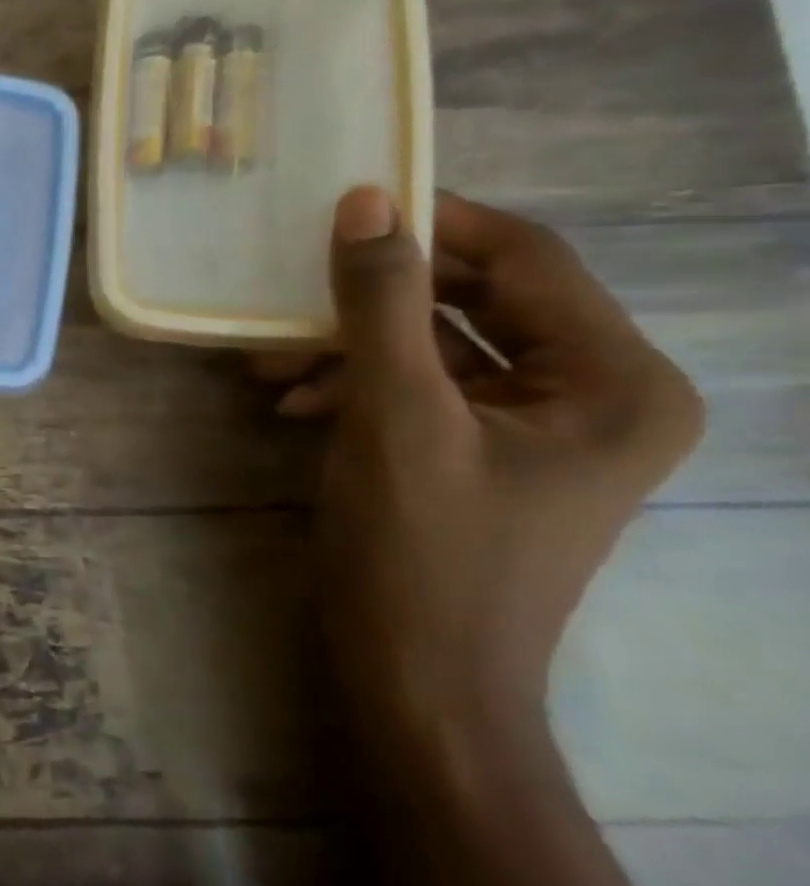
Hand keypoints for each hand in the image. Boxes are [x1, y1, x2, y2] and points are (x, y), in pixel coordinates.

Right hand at [256, 188, 702, 748]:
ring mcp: (535, 427)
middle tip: (291, 286)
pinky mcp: (482, 452)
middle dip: (375, 296)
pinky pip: (420, 388)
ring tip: (271, 358)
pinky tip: (293, 398)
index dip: (436, 223)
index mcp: (614, 380)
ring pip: (436, 345)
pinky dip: (355, 384)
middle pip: (476, 300)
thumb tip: (365, 201)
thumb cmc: (422, 553)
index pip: (527, 259)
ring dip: (351, 343)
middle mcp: (592, 393)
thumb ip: (382, 304)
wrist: (419, 683)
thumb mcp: (394, 416)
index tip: (345, 204)